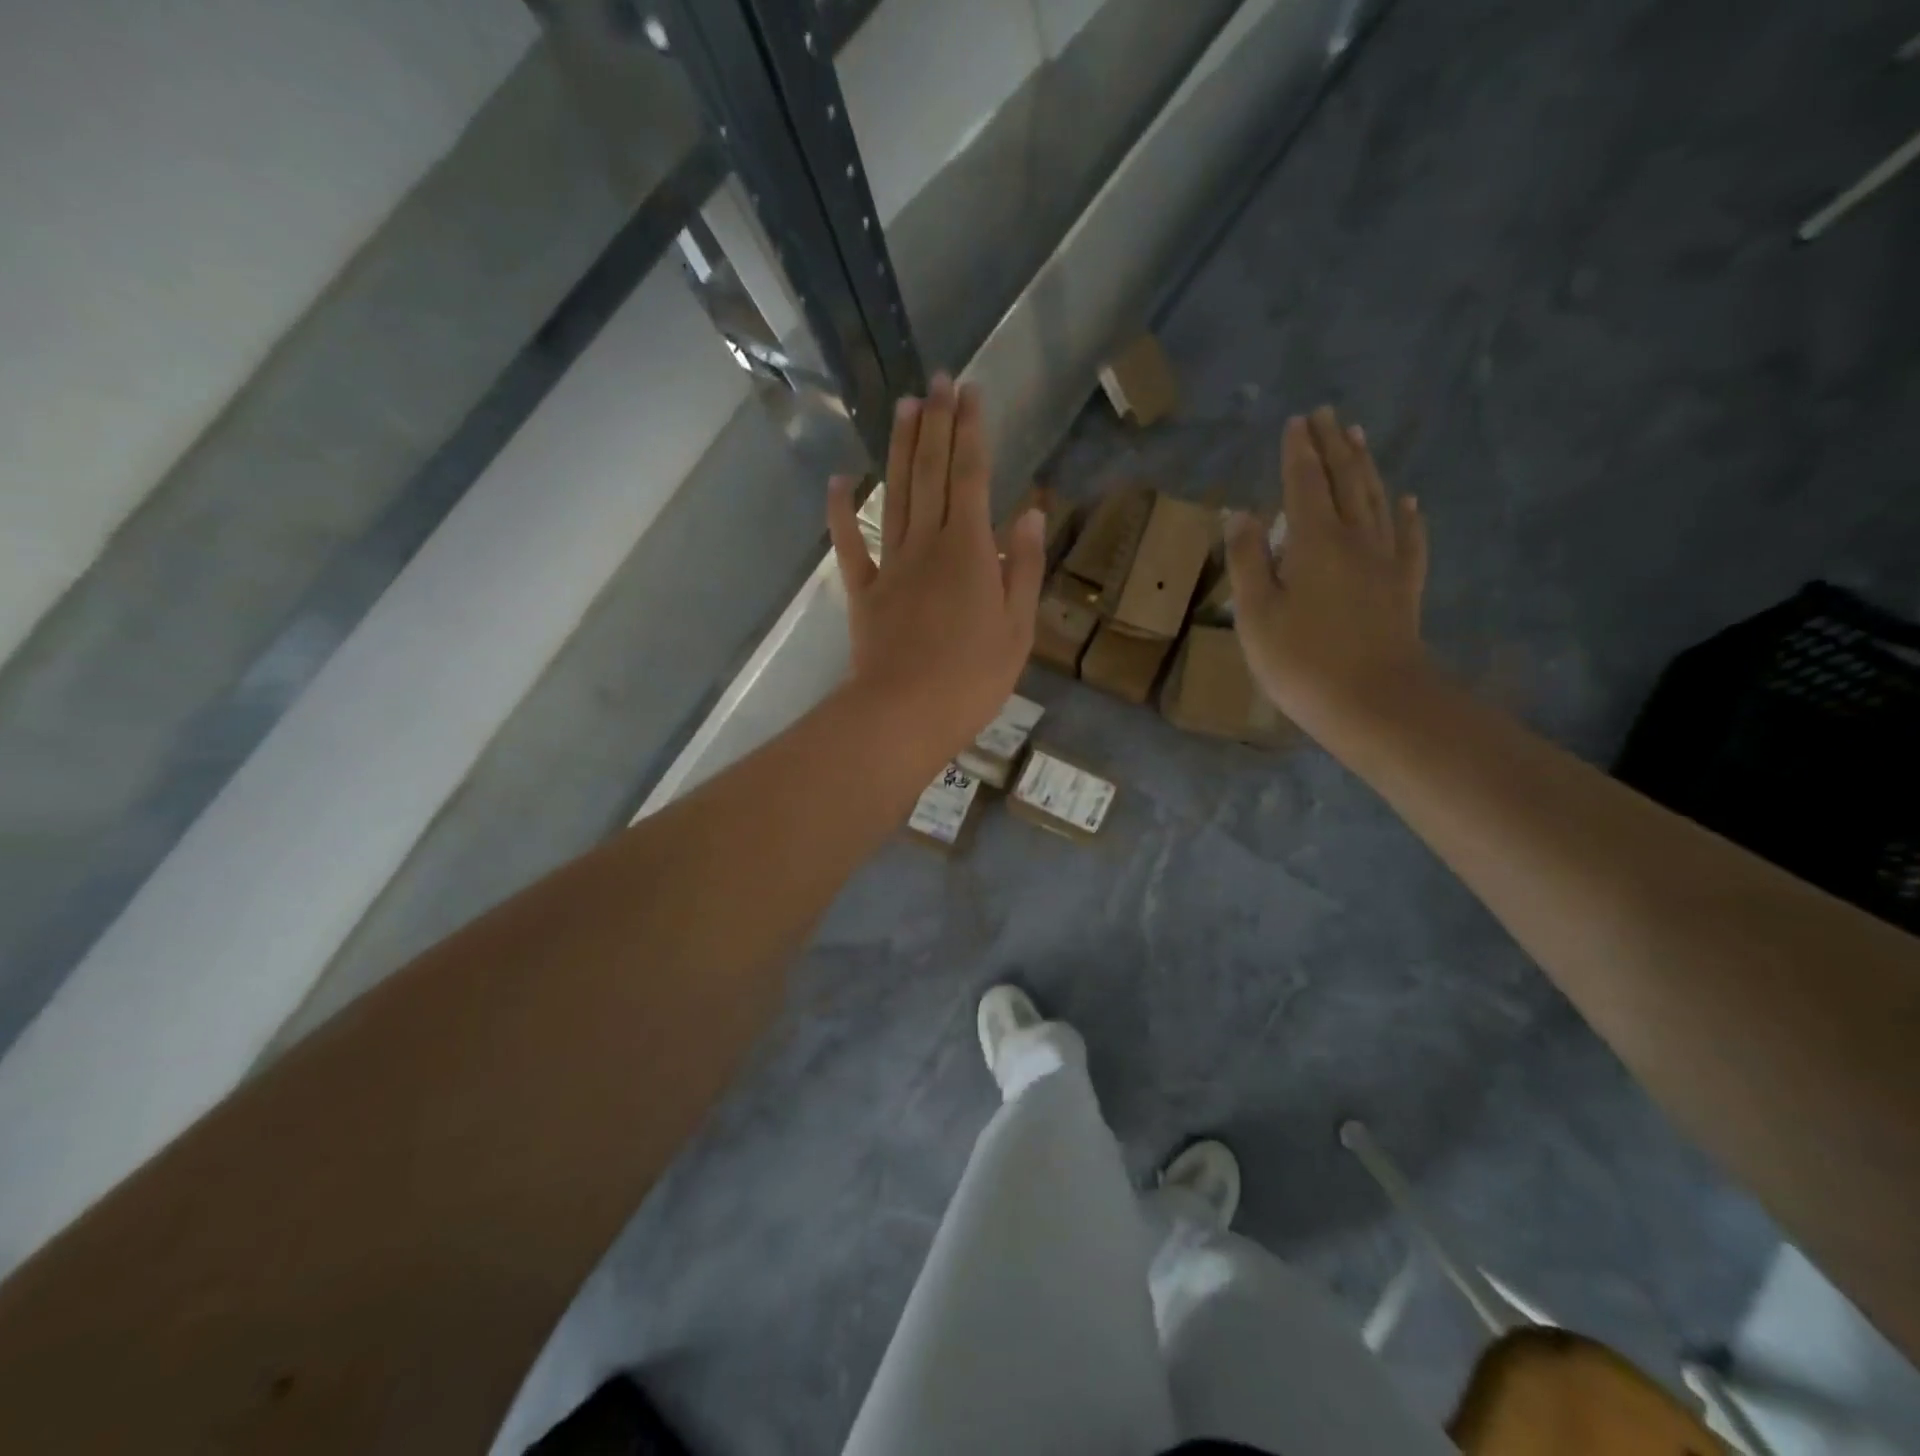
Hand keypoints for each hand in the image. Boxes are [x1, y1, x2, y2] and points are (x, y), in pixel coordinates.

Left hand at [828, 374, 1045, 767]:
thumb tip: (1031, 513)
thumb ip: (1024, 568)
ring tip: (904, 405)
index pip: (973, 477)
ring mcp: (891, 565)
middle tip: (939, 380)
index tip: (971, 392)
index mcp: (971, 551)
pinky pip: (850, 545)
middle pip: (932, 474)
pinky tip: (840, 479)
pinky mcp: (864, 591)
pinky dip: (842, 511)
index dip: (972, 432)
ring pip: (895, 495)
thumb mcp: (1018, 628)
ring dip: (899, 448)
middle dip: (937, 424)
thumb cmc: (973, 678)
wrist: (905, 714)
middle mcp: (928, 545)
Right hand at [1227, 406, 1429, 735]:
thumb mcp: (1256, 614)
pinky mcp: (1403, 588)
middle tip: (1326, 415)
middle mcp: (1354, 539)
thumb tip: (1239, 513)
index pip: (1304, 484)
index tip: (1296, 421)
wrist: (1374, 703)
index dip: (1298, 452)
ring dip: (1365, 467)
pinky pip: (1408, 540)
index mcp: (1314, 542)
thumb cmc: (1301, 661)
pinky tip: (1407, 501)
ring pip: (1376, 501)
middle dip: (1333, 446)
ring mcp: (1385, 563)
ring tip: (1358, 438)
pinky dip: (1406, 516)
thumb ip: (1247, 560)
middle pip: (1345, 481)